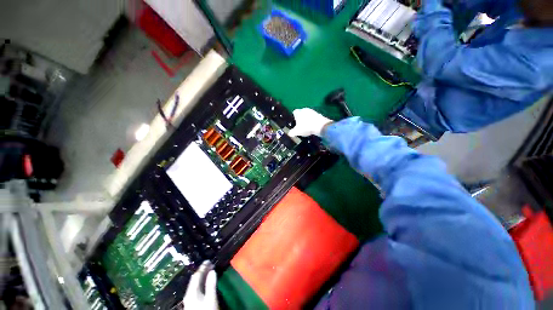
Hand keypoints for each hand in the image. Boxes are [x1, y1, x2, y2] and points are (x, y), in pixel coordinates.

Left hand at [183, 261, 217, 309]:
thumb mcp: (211, 298)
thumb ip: (211, 284)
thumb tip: (212, 271)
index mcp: (192, 292)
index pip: (196, 275)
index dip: (203, 267)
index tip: (209, 260)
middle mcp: (189, 293)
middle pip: (194, 279)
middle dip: (202, 270)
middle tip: (211, 264)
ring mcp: (190, 298)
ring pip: (195, 283)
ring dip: (202, 276)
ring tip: (210, 270)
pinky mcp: (192, 301)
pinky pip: (196, 287)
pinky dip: (201, 282)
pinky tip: (206, 282)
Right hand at [288, 108, 333, 136]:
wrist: (320, 126)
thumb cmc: (306, 127)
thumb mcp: (297, 132)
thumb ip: (291, 132)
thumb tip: (289, 134)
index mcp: (298, 112)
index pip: (293, 113)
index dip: (293, 118)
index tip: (294, 124)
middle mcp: (304, 109)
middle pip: (300, 114)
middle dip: (300, 119)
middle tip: (300, 127)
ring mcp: (312, 111)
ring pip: (307, 115)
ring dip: (306, 120)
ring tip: (307, 128)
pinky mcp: (318, 114)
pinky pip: (313, 118)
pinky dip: (312, 121)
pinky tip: (312, 127)